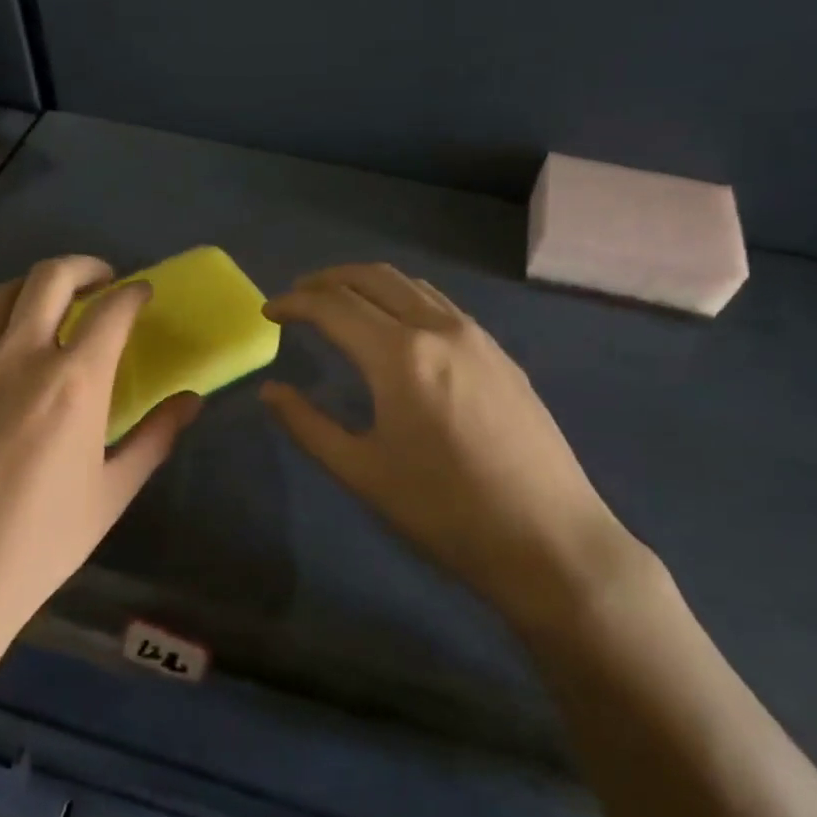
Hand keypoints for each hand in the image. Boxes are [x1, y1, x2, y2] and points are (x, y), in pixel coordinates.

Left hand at [0, 256, 200, 665]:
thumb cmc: (38, 544)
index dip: (133, 293)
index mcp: (73, 383)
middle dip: (84, 268)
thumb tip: (192, 400)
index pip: (111, 311)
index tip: (142, 293)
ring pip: (1, 295)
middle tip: (101, 283)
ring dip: (36, 289)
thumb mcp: (111, 494)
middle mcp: (19, 357)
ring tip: (51, 308)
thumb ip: (155, 437)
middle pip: (51, 277)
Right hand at [262, 264, 644, 627]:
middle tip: (298, 296)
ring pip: (411, 285)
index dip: (294, 303)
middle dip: (327, 279)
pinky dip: (404, 299)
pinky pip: (440, 305)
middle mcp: (438, 328)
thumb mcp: (362, 472)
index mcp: (399, 355)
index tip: (268, 311)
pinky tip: (397, 327)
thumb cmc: (444, 511)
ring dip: (367, 283)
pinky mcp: (500, 353)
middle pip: (372, 278)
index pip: (333, 306)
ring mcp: (476, 336)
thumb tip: (270, 391)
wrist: (548, 539)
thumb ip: (308, 425)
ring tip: (341, 303)